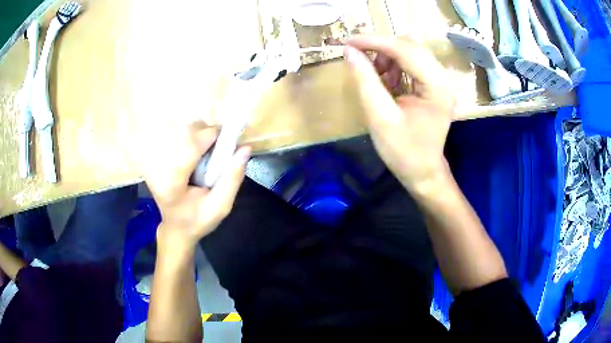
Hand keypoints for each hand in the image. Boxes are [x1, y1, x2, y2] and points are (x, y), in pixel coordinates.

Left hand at [143, 125, 250, 253]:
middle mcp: (158, 168)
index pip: (189, 147)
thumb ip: (232, 179)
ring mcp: (153, 162)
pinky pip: (174, 136)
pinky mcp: (154, 158)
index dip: (210, 136)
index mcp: (172, 183)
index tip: (228, 139)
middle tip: (220, 145)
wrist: (175, 228)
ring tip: (209, 149)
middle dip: (205, 133)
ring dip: (198, 134)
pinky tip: (197, 151)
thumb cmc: (198, 220)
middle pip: (183, 133)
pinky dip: (190, 137)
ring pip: (179, 130)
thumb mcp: (221, 206)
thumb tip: (245, 148)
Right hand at [344, 36, 455, 193]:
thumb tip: (349, 51)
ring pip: (411, 50)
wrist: (423, 171)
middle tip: (358, 56)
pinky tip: (387, 80)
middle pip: (410, 45)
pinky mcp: (435, 84)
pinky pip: (413, 61)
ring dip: (388, 56)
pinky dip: (395, 64)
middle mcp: (443, 78)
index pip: (404, 50)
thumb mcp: (380, 117)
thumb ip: (365, 80)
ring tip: (375, 75)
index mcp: (436, 86)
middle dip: (381, 47)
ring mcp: (441, 80)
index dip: (374, 41)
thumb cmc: (403, 151)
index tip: (347, 41)